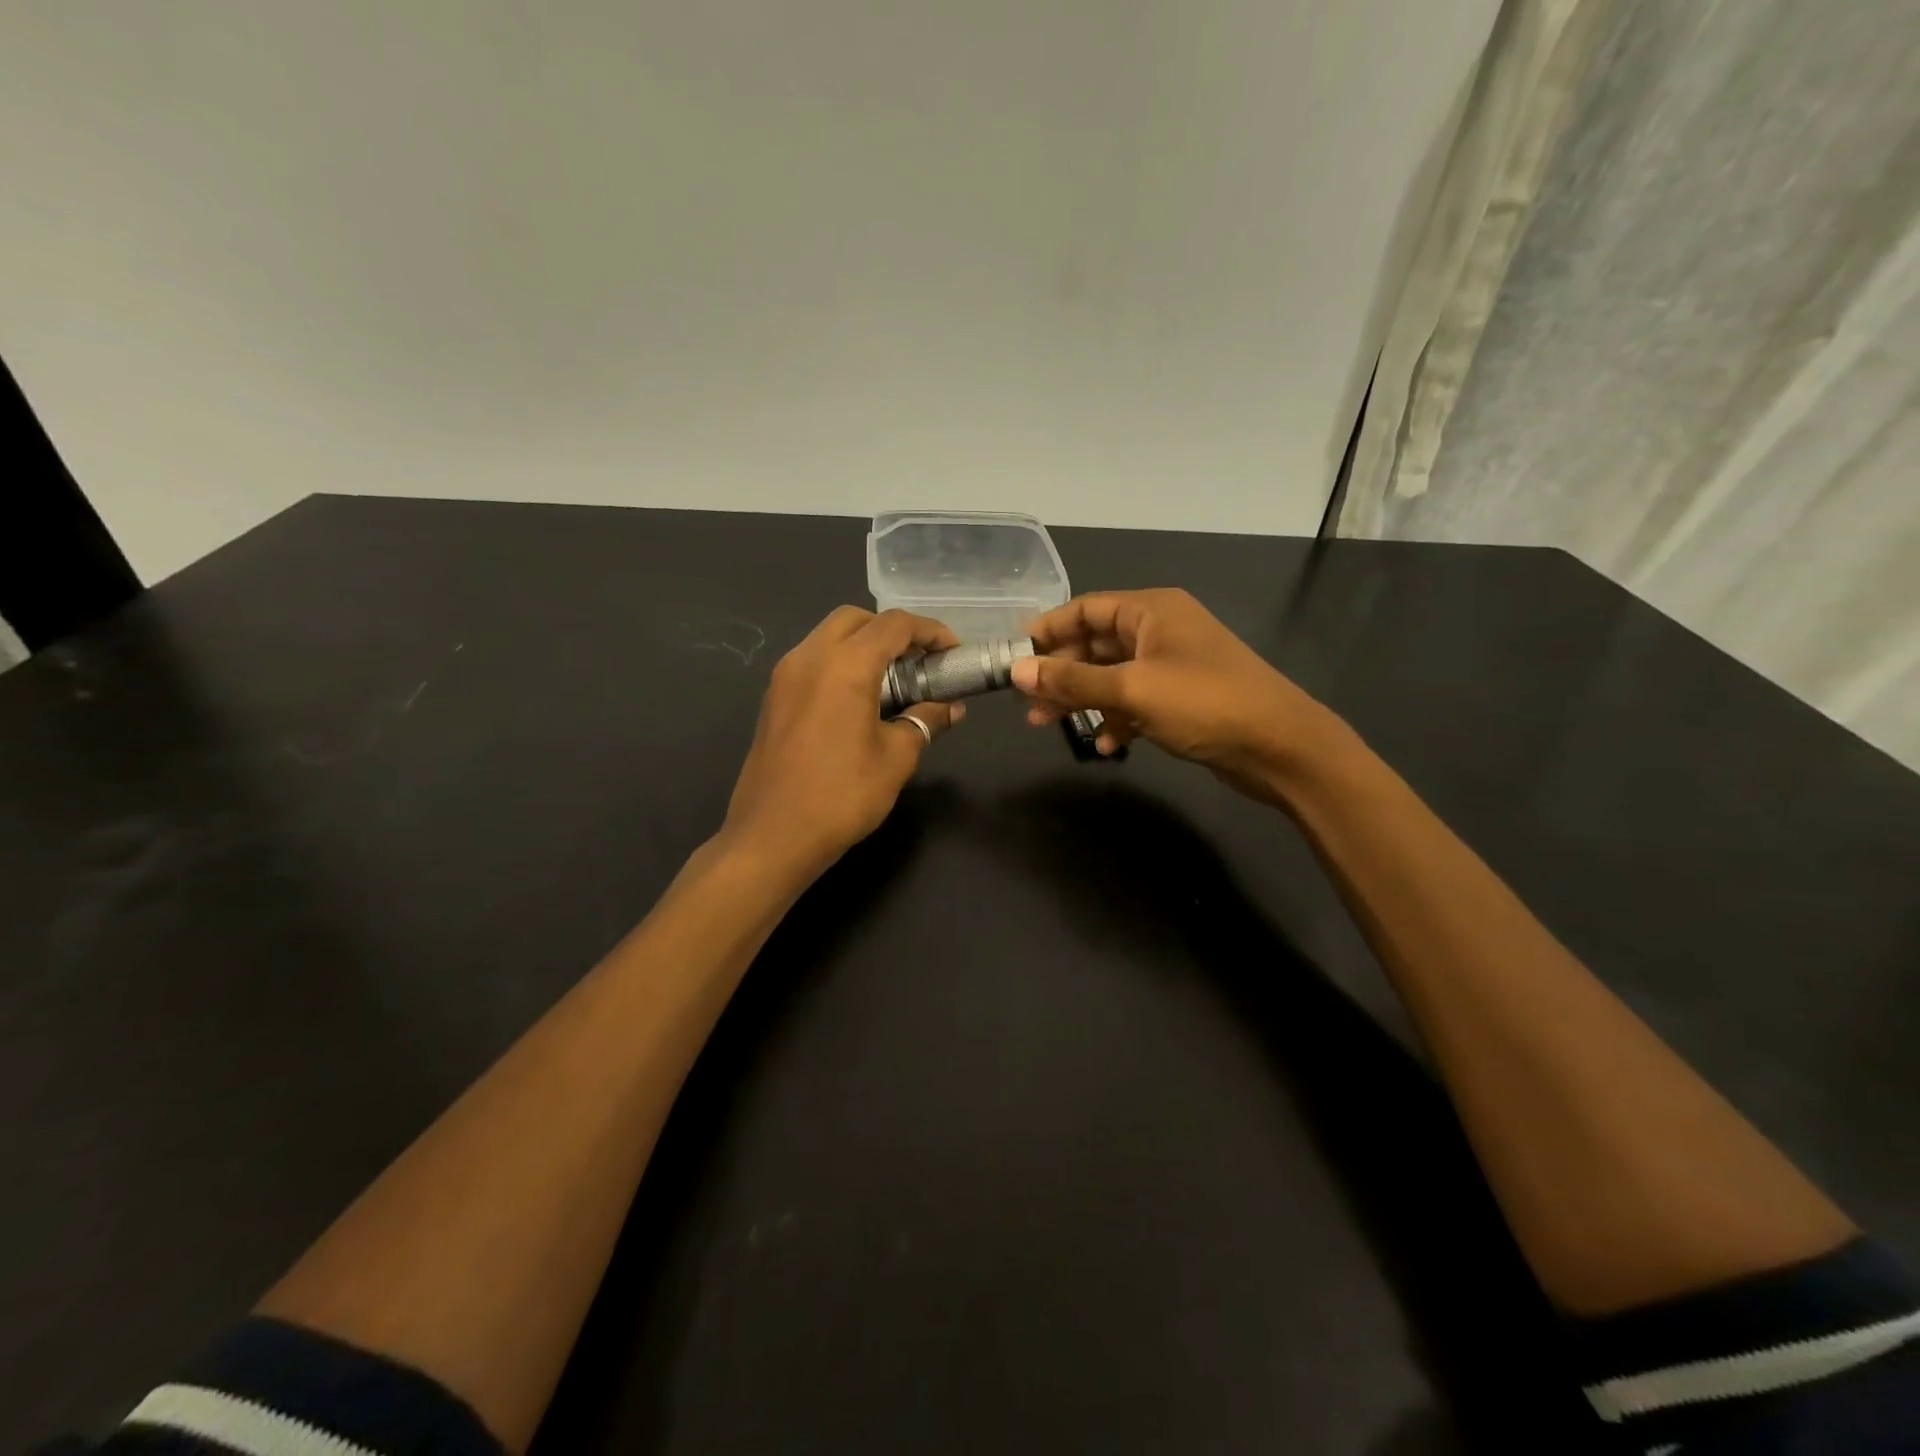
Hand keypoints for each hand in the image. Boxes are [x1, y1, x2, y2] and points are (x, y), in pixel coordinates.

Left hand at [723, 607, 963, 878]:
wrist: (773, 835)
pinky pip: (812, 660)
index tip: (952, 651)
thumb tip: (950, 708)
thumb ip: (925, 721)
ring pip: (829, 636)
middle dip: (892, 631)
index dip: (930, 631)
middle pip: (856, 620)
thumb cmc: (842, 795)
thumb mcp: (896, 758)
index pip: (893, 625)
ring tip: (893, 679)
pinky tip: (859, 699)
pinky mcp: (773, 698)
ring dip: (863, 645)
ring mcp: (784, 676)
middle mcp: (809, 657)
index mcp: (844, 665)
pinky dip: (840, 663)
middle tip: (920, 661)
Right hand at [1011, 588, 1334, 802]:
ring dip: (1081, 700)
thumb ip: (1072, 681)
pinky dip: (1116, 720)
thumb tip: (1017, 672)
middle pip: (1095, 644)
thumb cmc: (1205, 703)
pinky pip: (1135, 702)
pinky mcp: (1182, 699)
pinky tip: (1106, 746)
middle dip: (1060, 673)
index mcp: (1151, 610)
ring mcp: (1172, 665)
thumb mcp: (1132, 690)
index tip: (1012, 656)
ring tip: (1046, 726)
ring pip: (1111, 676)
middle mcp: (1160, 630)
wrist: (1280, 747)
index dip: (1047, 630)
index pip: (1086, 608)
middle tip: (1025, 701)